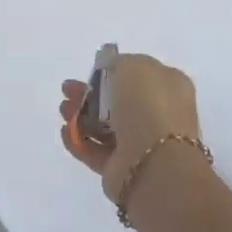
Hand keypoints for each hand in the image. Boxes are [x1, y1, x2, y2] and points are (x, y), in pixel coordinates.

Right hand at [58, 53, 201, 204]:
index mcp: (169, 86)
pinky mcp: (123, 168)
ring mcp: (141, 143)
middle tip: (67, 89)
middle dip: (90, 93)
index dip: (113, 71)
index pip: (139, 74)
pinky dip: (79, 140)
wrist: (154, 162)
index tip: (91, 70)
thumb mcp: (131, 65)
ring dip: (80, 115)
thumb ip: (117, 63)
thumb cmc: (147, 105)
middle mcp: (159, 114)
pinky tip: (65, 132)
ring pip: (104, 125)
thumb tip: (111, 69)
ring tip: (63, 110)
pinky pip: (96, 150)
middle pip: (117, 100)